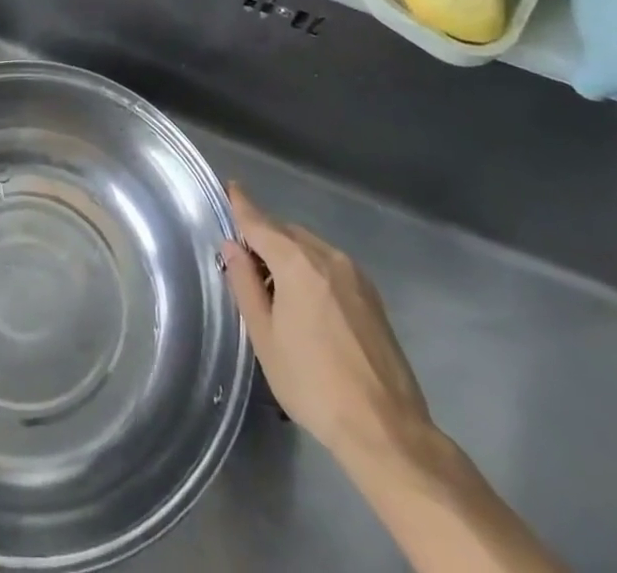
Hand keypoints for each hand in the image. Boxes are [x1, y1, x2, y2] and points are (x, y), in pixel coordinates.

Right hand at [224, 182, 432, 467]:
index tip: (230, 186)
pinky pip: (330, 266)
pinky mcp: (372, 296)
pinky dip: (311, 269)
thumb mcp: (265, 337)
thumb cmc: (313, 384)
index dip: (241, 204)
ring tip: (274, 290)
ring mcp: (355, 275)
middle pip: (286, 233)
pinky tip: (306, 304)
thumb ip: (245, 284)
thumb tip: (231, 246)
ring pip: (310, 249)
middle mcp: (327, 256)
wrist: (386, 429)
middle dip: (264, 238)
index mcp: (296, 262)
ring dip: (288, 255)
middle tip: (245, 263)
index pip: (259, 221)